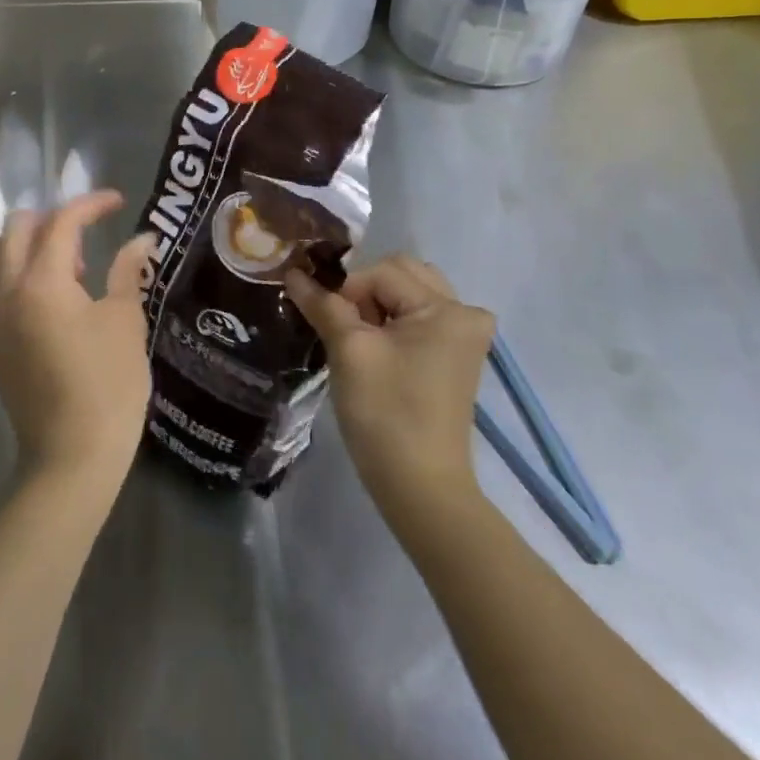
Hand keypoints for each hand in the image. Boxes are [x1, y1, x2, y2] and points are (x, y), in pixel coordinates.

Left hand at [0, 191, 155, 491]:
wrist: (74, 454)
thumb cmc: (109, 384)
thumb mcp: (125, 320)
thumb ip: (128, 271)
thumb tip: (142, 238)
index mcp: (44, 280)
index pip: (62, 221)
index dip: (90, 204)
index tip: (116, 203)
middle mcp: (6, 290)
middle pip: (17, 229)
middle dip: (52, 220)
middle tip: (85, 241)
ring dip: (19, 247)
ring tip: (54, 268)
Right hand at [284, 255, 494, 522]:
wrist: (420, 487)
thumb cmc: (385, 413)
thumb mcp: (349, 350)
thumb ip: (323, 303)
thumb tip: (293, 272)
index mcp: (447, 309)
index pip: (381, 272)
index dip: (347, 291)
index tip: (327, 323)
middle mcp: (465, 312)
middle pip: (401, 274)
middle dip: (364, 291)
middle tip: (343, 326)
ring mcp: (464, 335)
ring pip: (408, 292)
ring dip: (377, 304)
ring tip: (357, 337)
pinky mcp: (455, 355)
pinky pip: (417, 316)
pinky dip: (391, 320)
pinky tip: (374, 347)